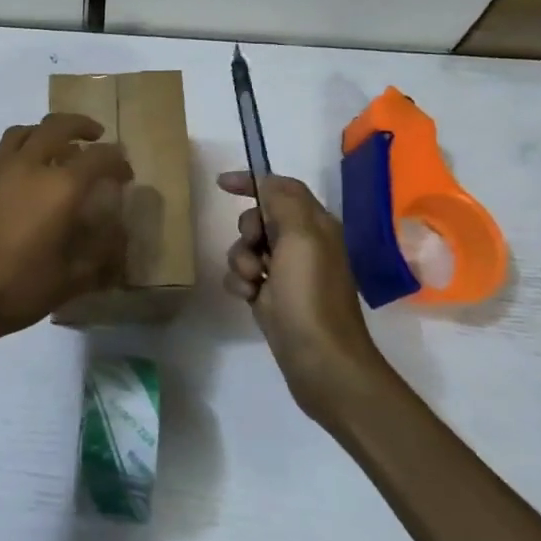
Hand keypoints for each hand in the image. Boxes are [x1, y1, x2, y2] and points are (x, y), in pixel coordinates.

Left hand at [0, 114, 133, 347]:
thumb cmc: (16, 290)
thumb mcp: (70, 280)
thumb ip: (100, 253)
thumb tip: (117, 233)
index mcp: (59, 188)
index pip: (99, 158)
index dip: (117, 161)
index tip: (125, 173)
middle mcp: (26, 168)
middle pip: (57, 126)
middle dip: (81, 126)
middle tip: (95, 136)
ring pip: (21, 133)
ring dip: (44, 133)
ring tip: (54, 148)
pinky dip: (16, 163)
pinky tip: (17, 191)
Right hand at [218, 171, 382, 399]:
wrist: (318, 359)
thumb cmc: (310, 295)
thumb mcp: (301, 238)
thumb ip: (283, 202)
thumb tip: (267, 182)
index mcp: (315, 225)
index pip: (281, 188)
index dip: (253, 182)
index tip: (221, 185)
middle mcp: (302, 244)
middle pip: (259, 218)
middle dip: (247, 230)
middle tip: (255, 248)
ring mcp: (284, 272)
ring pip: (245, 248)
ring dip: (240, 260)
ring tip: (253, 282)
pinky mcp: (269, 296)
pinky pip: (241, 276)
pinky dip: (240, 283)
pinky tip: (248, 298)